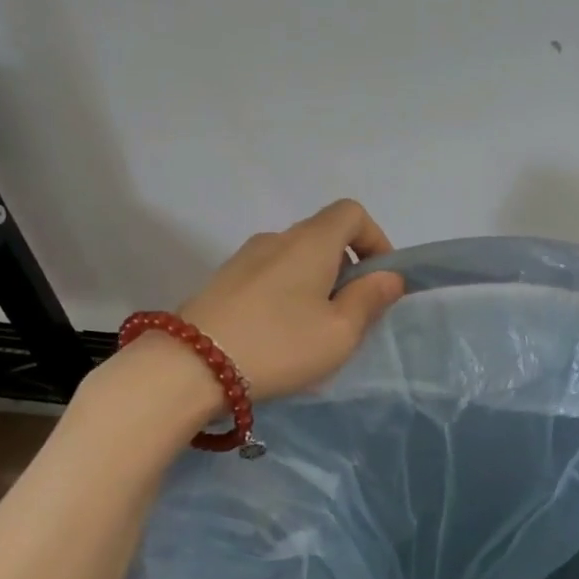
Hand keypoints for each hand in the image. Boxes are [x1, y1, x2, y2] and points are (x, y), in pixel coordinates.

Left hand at [177, 199, 405, 400]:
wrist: (190, 366)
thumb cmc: (279, 345)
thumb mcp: (339, 332)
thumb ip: (369, 300)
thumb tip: (389, 276)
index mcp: (311, 242)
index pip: (351, 213)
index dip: (375, 238)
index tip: (380, 279)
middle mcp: (277, 239)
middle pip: (323, 235)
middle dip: (347, 267)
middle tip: (351, 314)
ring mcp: (244, 258)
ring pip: (295, 257)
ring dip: (316, 282)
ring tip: (314, 329)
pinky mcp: (222, 281)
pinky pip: (269, 275)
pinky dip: (287, 292)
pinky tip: (279, 334)